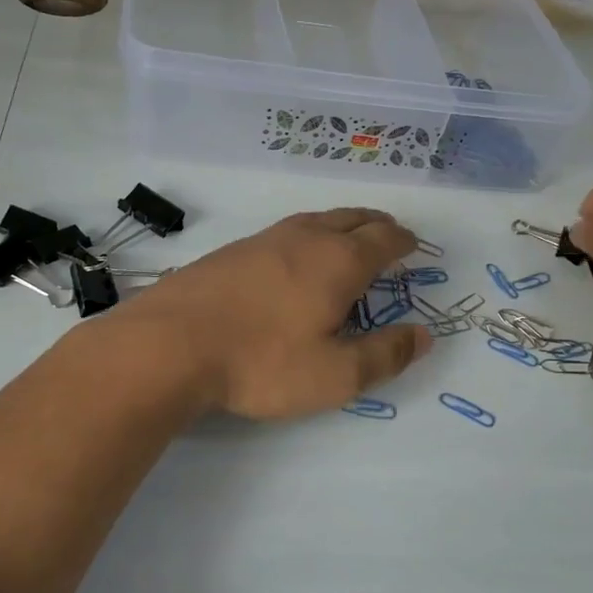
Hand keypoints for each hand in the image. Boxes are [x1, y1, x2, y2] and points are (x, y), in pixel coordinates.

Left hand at [114, 208, 432, 418]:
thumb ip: (384, 355)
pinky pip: (282, 233)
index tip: (413, 245)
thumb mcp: (335, 375)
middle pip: (351, 218)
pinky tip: (291, 259)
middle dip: (375, 224)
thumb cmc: (262, 362)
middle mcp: (305, 238)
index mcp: (339, 261)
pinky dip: (304, 238)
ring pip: (314, 220)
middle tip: (387, 233)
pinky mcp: (230, 252)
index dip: (403, 241)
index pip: (383, 238)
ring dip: (339, 226)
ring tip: (345, 240)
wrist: (169, 345)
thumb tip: (422, 335)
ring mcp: (263, 240)